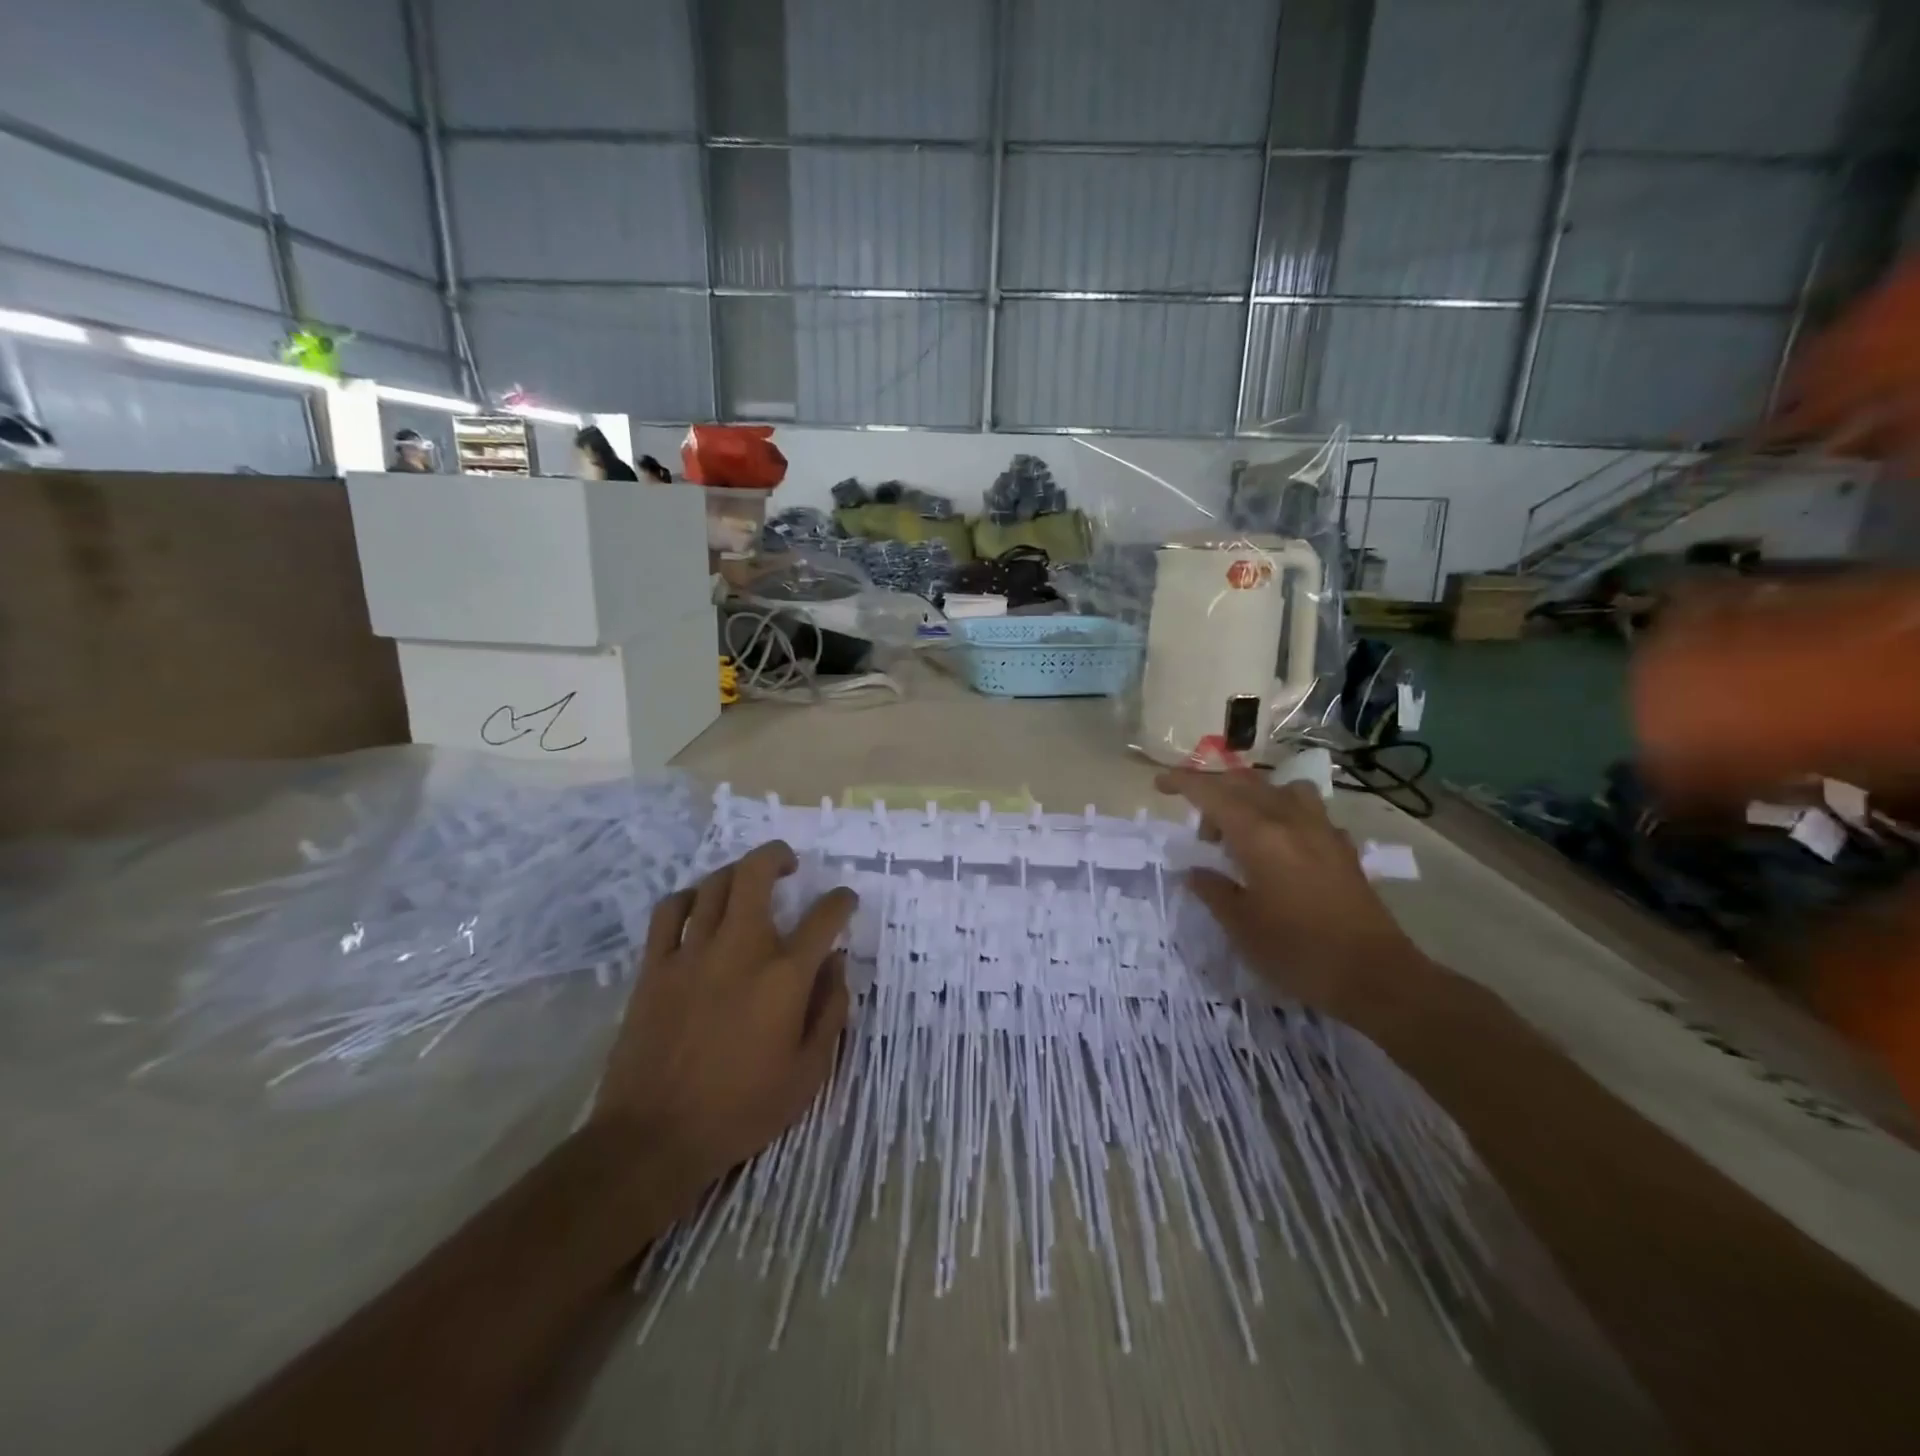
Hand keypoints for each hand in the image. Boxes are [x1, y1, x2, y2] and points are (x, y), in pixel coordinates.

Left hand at [594, 841, 856, 1203]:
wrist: (655, 1137)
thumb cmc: (742, 1109)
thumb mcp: (809, 1073)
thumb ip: (830, 1011)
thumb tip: (836, 964)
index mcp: (784, 976)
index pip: (823, 917)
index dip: (841, 902)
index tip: (845, 901)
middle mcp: (740, 949)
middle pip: (756, 874)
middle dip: (777, 856)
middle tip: (788, 864)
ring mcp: (692, 953)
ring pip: (714, 885)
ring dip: (736, 872)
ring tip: (747, 881)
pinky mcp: (655, 967)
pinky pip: (670, 911)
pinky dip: (688, 897)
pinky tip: (698, 906)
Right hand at [1157, 769, 1435, 1027]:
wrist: (1375, 976)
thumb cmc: (1298, 952)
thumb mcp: (1241, 926)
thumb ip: (1213, 891)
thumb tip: (1195, 872)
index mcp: (1259, 835)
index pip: (1212, 793)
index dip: (1182, 782)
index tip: (1159, 784)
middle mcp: (1290, 820)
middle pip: (1244, 784)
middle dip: (1213, 793)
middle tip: (1201, 832)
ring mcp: (1321, 830)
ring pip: (1280, 789)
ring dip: (1253, 798)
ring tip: (1243, 831)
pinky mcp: (1342, 847)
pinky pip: (1306, 811)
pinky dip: (1283, 815)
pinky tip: (1281, 847)